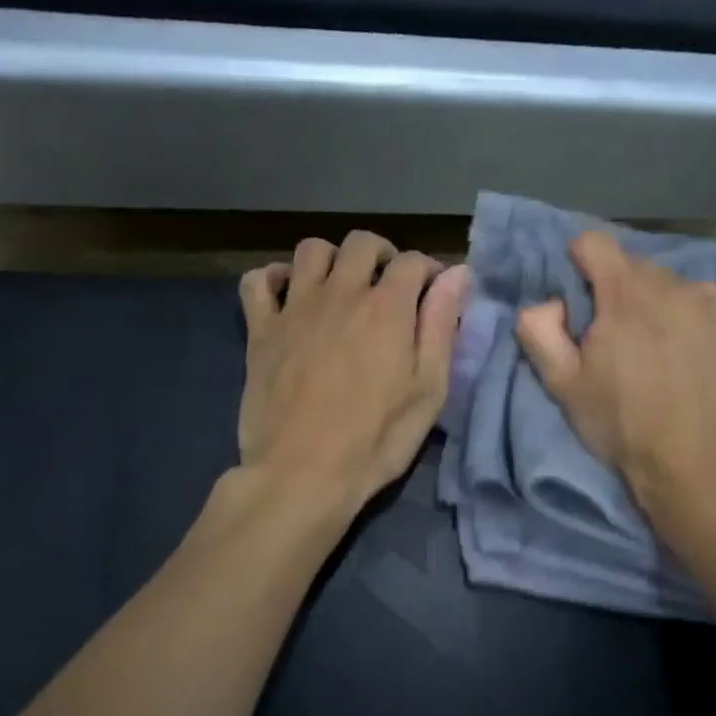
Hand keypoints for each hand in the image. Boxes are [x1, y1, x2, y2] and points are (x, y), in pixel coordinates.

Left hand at [238, 232, 468, 514]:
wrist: (303, 472)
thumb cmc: (376, 438)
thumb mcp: (428, 390)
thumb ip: (441, 327)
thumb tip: (457, 274)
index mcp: (387, 307)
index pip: (413, 261)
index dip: (430, 271)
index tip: (435, 294)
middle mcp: (340, 293)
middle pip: (361, 243)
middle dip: (383, 255)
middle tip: (390, 287)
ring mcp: (295, 308)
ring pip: (311, 250)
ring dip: (332, 259)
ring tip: (342, 287)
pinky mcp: (260, 330)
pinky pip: (258, 281)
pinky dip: (273, 277)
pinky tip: (287, 295)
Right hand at [515, 232, 715, 513]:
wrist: (696, 464)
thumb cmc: (622, 424)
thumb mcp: (563, 385)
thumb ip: (539, 331)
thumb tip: (547, 302)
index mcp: (626, 293)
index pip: (594, 243)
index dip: (579, 264)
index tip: (580, 299)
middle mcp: (675, 283)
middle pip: (635, 268)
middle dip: (619, 295)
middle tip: (619, 342)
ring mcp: (715, 302)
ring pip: (674, 287)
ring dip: (660, 308)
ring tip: (661, 354)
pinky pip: (708, 307)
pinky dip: (694, 323)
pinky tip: (693, 361)